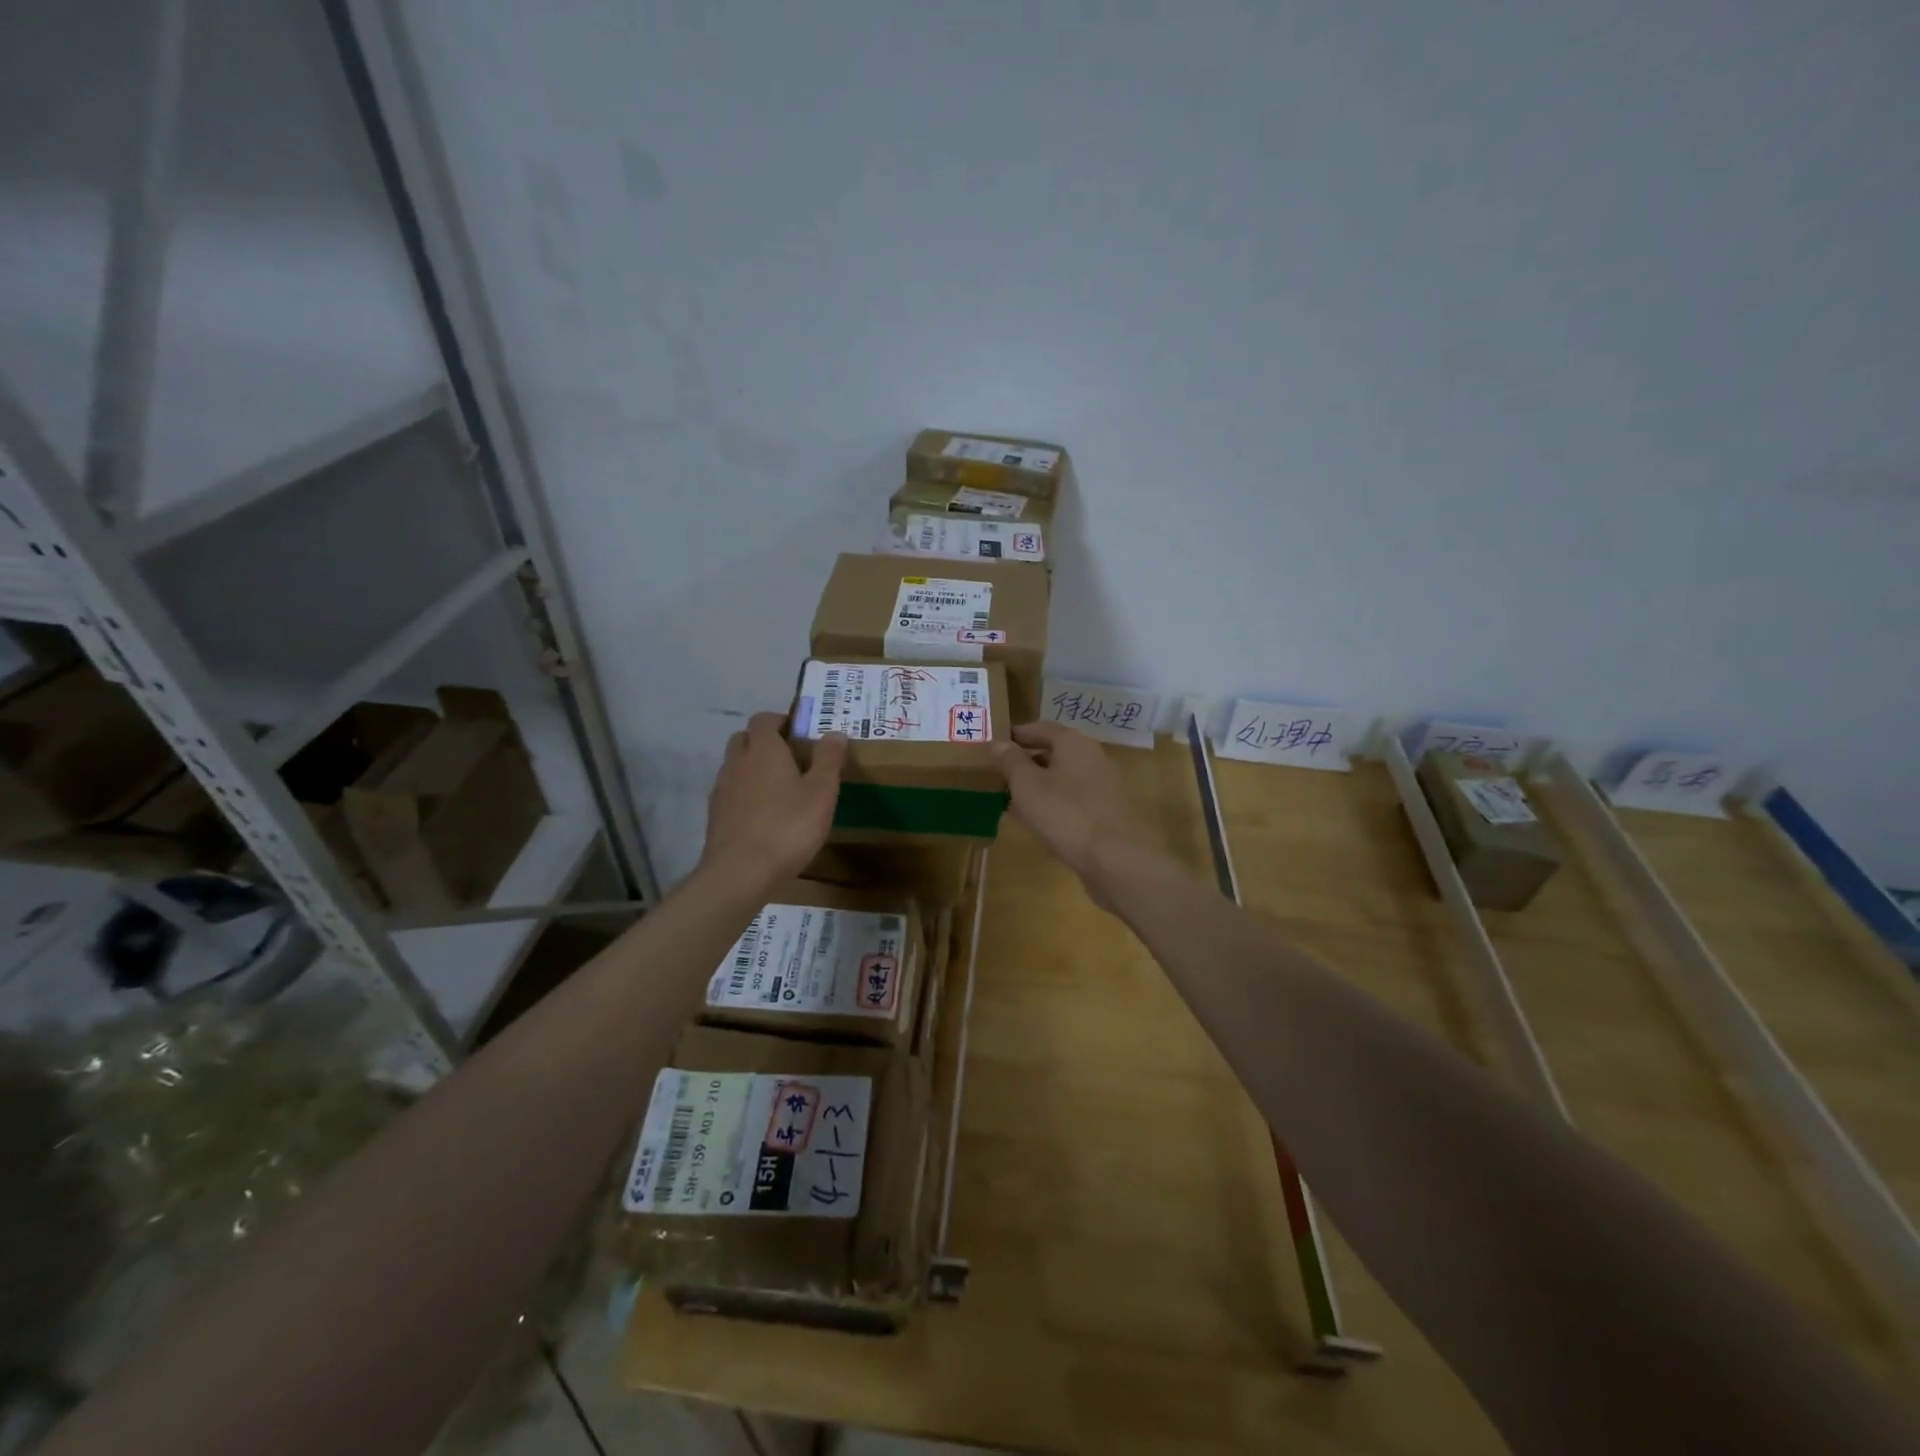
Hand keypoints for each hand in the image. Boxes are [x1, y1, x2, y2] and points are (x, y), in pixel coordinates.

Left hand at [700, 713, 847, 890]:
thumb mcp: (822, 792)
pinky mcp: (715, 816)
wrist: (740, 873)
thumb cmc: (788, 827)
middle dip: (764, 742)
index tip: (800, 733)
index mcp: (763, 750)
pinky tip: (764, 816)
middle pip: (744, 738)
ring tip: (780, 790)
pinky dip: (745, 794)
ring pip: (735, 766)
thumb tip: (835, 733)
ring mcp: (722, 789)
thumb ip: (828, 759)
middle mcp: (737, 762)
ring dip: (753, 769)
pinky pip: (731, 793)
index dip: (781, 721)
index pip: (764, 719)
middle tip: (791, 759)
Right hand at [995, 722, 1160, 909]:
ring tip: (1014, 799)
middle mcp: (1093, 755)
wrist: (1113, 857)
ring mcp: (1104, 783)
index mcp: (1073, 742)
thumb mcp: (1027, 785)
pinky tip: (1040, 819)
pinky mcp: (1108, 809)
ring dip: (1040, 783)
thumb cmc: (1064, 813)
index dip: (1018, 735)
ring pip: (1065, 776)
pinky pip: (1075, 797)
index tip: (997, 745)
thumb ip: (1011, 761)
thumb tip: (999, 743)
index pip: (1041, 728)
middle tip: (1002, 774)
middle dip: (1028, 761)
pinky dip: (1055, 801)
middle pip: (1055, 751)